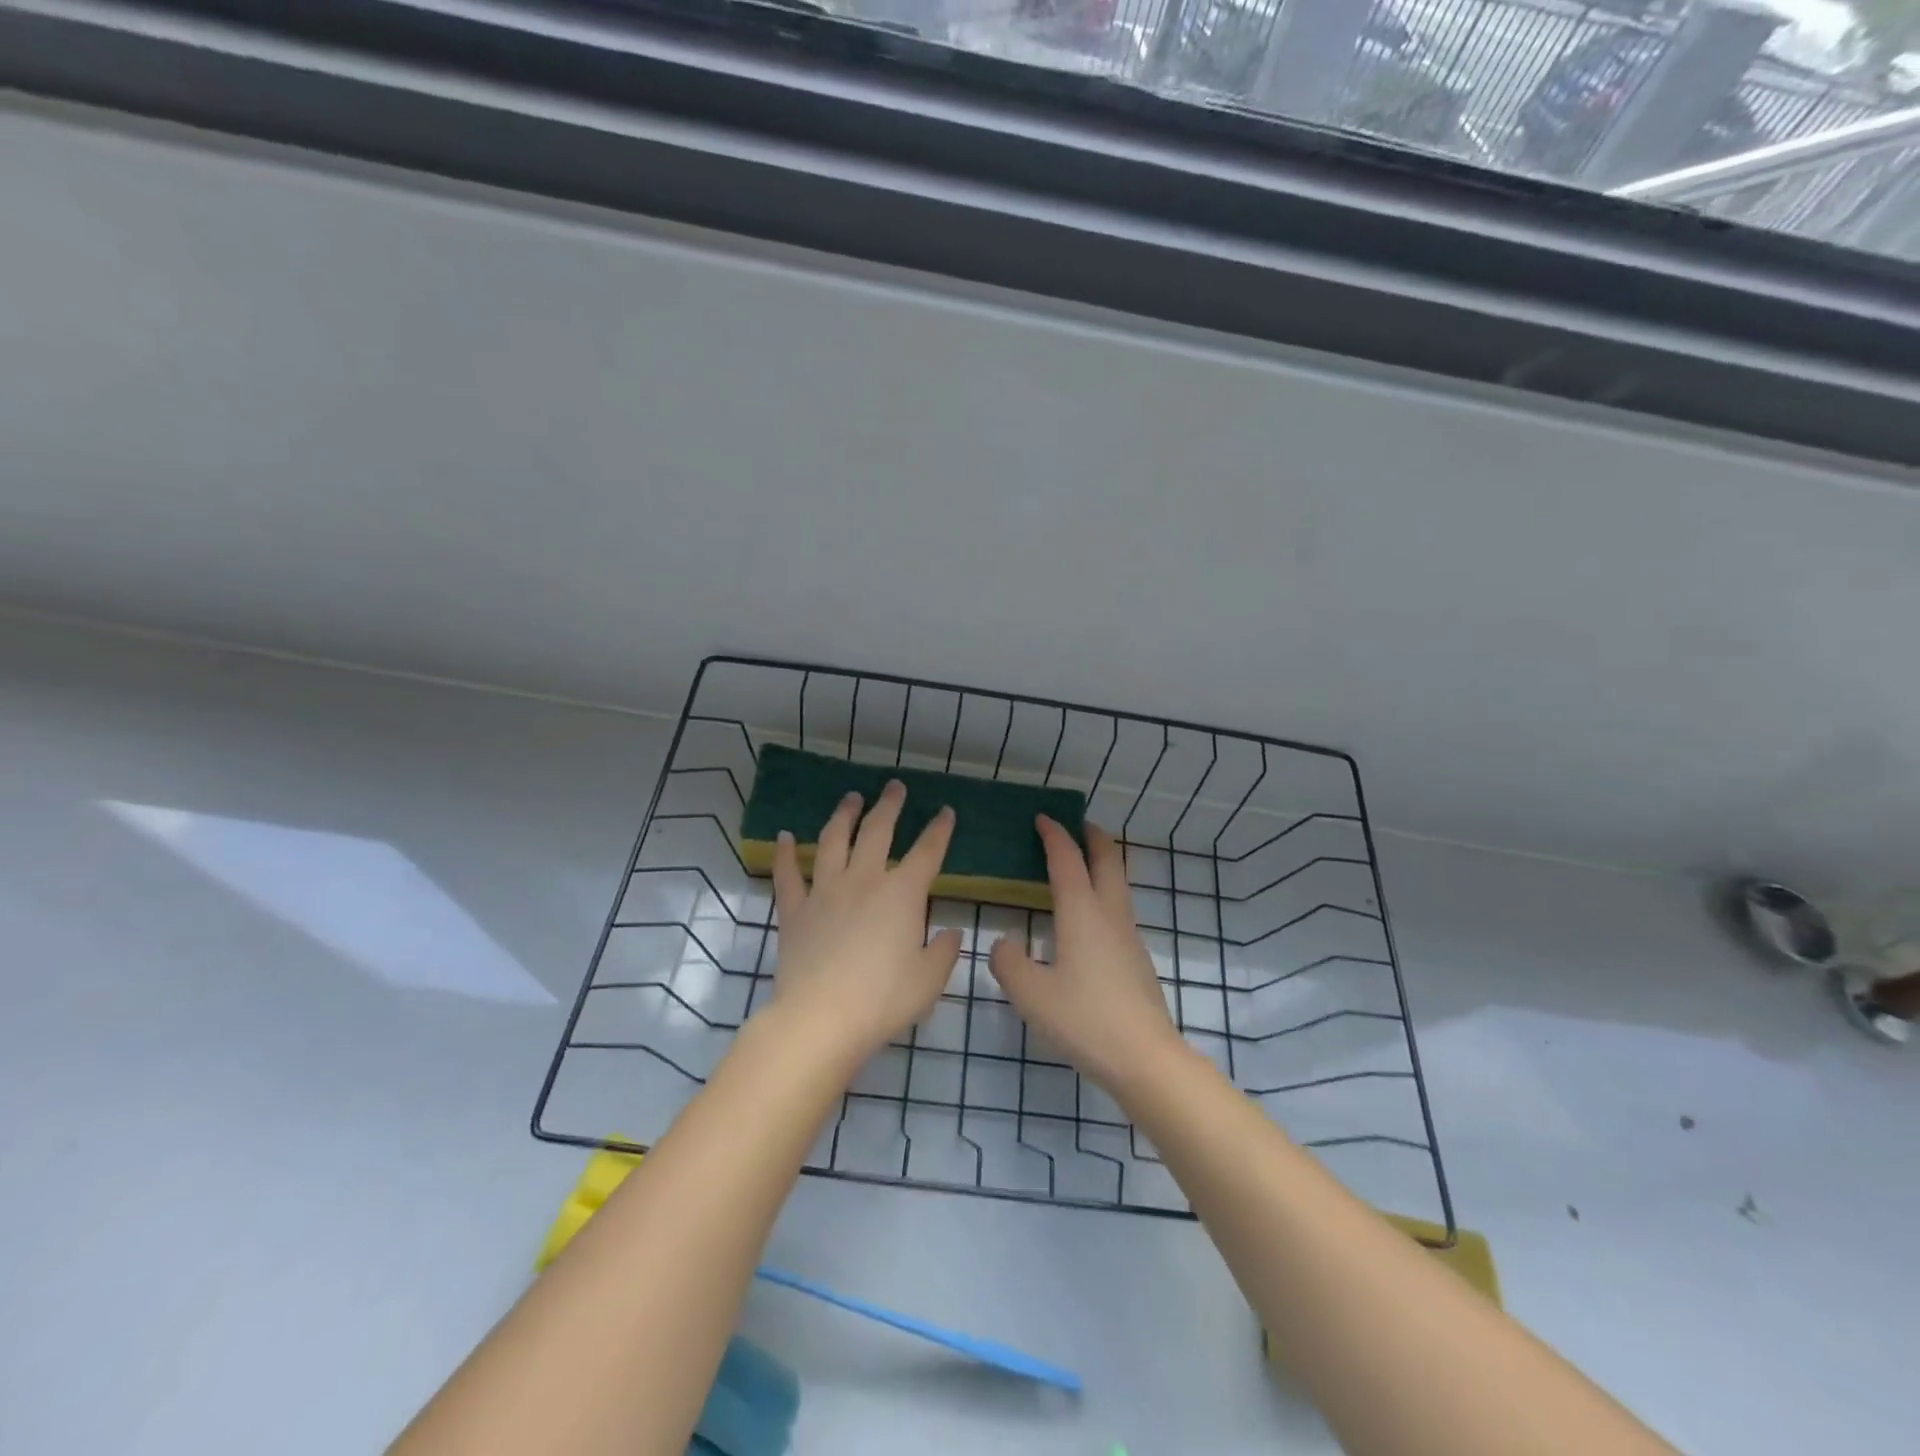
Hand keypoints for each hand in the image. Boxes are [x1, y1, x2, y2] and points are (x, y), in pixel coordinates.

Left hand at [769, 781, 963, 1069]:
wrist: (821, 1018)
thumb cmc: (883, 1000)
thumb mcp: (929, 980)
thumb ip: (943, 952)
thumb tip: (949, 933)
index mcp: (902, 894)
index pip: (928, 852)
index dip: (939, 829)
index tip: (945, 811)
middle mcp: (864, 881)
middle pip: (878, 831)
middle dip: (889, 805)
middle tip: (894, 787)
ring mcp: (825, 891)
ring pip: (834, 840)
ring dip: (844, 815)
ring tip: (850, 798)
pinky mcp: (794, 910)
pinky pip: (788, 874)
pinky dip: (785, 853)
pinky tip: (785, 836)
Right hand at [988, 817, 1181, 1095]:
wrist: (1145, 1058)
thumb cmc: (1085, 1020)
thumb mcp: (1031, 994)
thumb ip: (1008, 963)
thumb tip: (1003, 944)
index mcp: (1082, 913)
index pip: (1067, 860)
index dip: (1054, 835)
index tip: (1042, 818)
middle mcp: (1109, 915)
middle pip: (1107, 861)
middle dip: (1093, 837)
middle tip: (1076, 825)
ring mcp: (1128, 937)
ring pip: (1118, 884)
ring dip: (1102, 864)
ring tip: (1082, 864)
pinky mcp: (1136, 960)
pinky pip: (1118, 909)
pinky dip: (1103, 892)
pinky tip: (1087, 919)